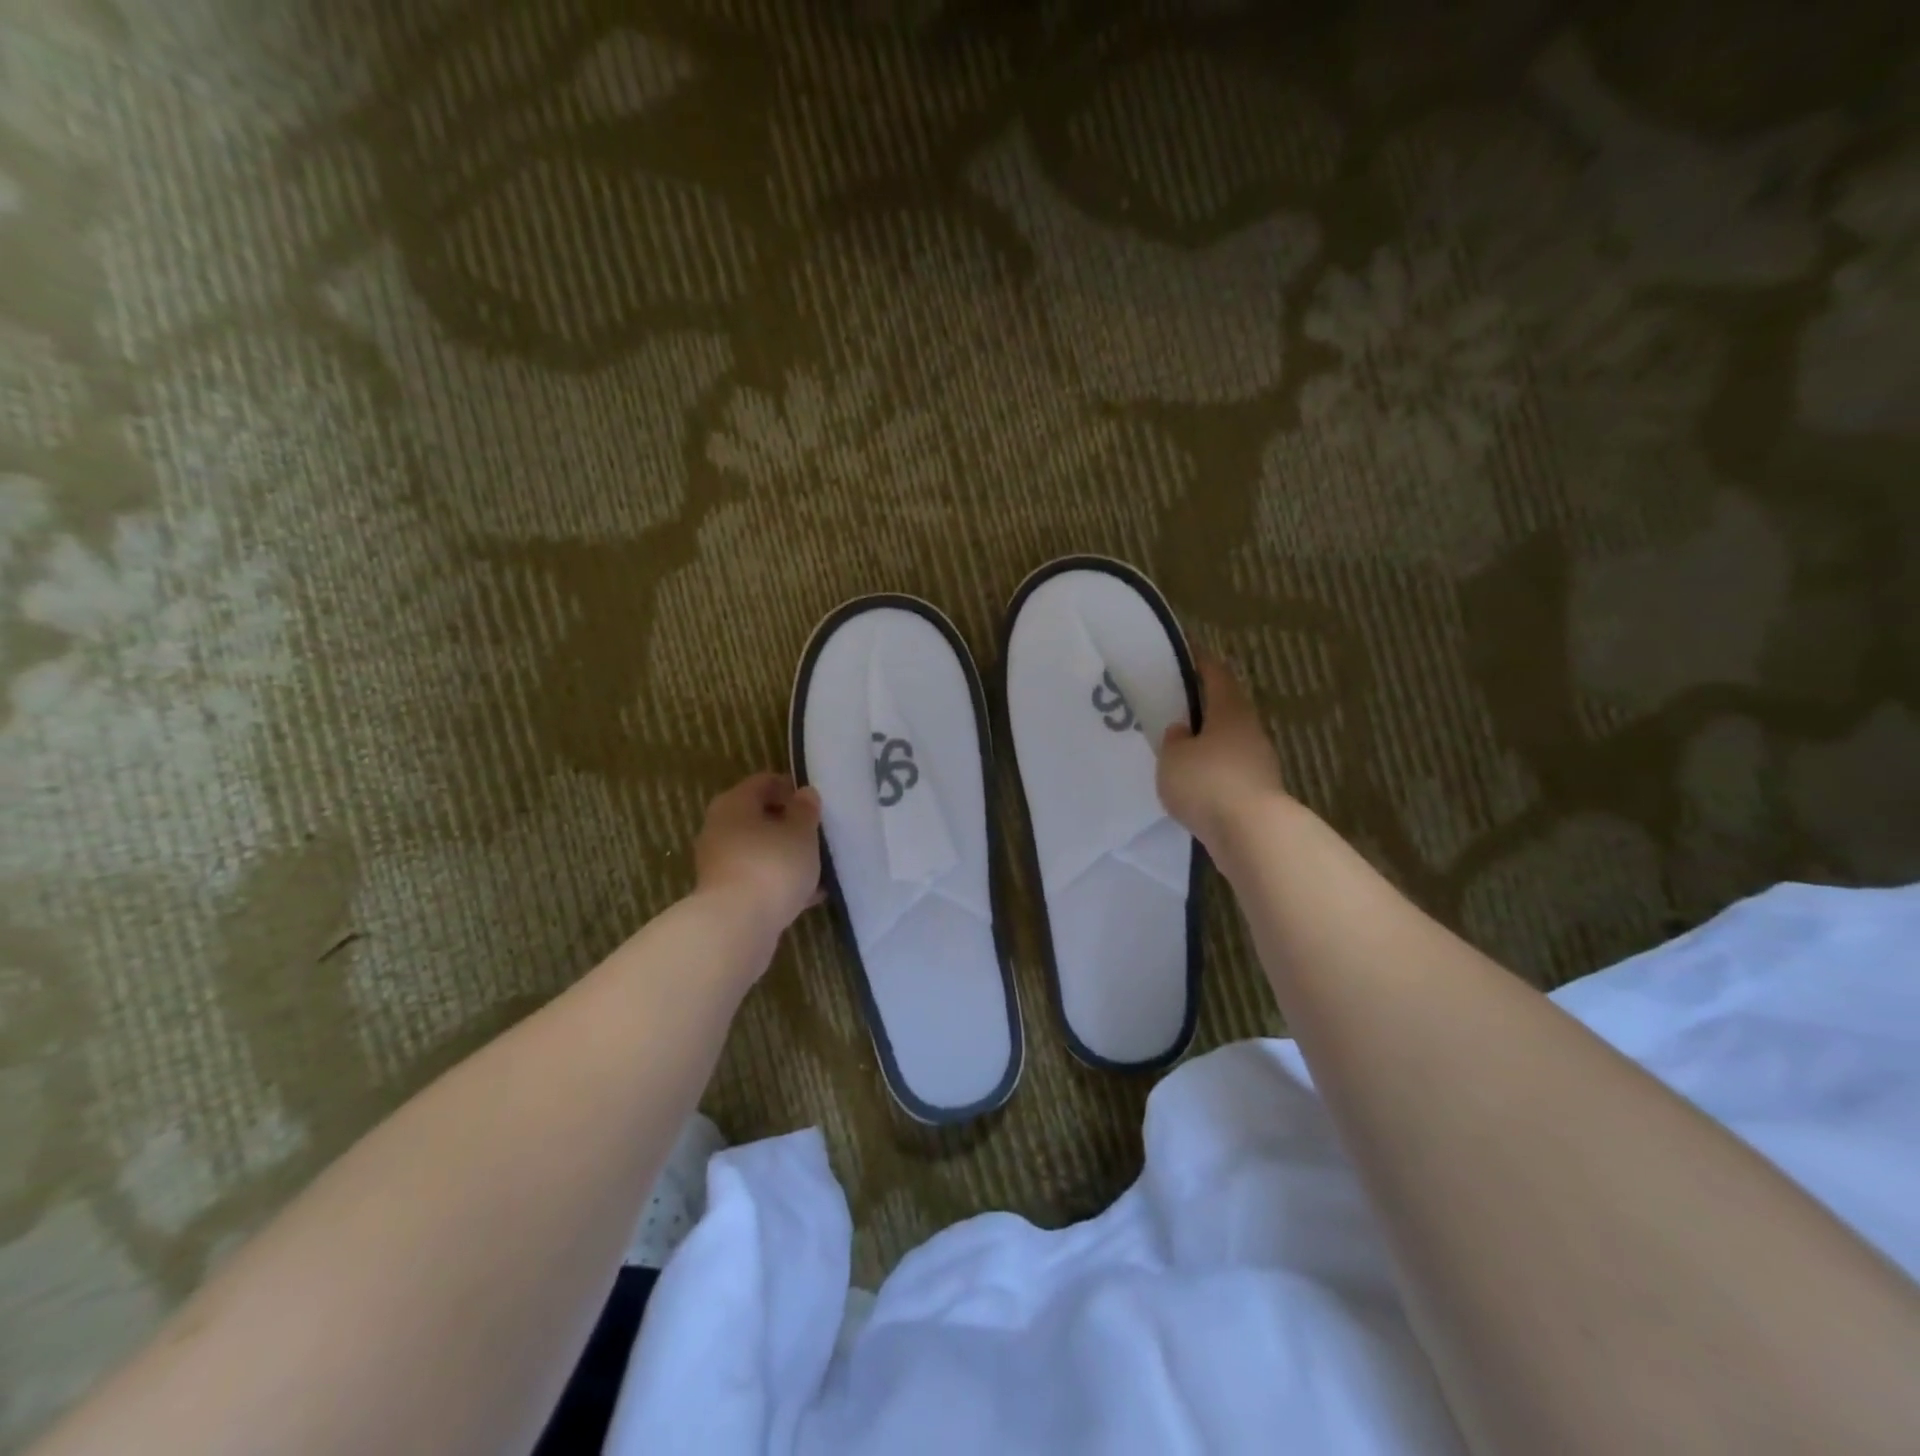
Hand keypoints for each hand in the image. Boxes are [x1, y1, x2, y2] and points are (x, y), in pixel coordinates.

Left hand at [693, 772, 822, 941]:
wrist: (736, 926)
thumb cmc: (772, 866)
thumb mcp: (801, 833)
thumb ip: (805, 810)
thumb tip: (804, 794)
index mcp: (734, 803)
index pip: (763, 782)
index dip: (790, 787)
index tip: (814, 802)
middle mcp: (719, 828)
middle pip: (757, 816)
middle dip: (787, 824)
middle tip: (816, 833)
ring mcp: (719, 862)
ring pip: (758, 849)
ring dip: (784, 854)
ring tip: (816, 866)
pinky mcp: (725, 893)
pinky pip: (757, 877)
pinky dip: (778, 880)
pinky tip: (807, 894)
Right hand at [1157, 653, 1287, 850]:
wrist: (1252, 834)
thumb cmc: (1207, 782)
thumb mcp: (1173, 757)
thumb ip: (1174, 740)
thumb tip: (1183, 732)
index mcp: (1230, 710)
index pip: (1216, 675)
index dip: (1201, 662)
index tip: (1187, 653)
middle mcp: (1250, 730)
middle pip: (1227, 709)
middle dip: (1204, 706)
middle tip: (1176, 706)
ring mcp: (1260, 762)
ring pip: (1230, 742)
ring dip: (1209, 742)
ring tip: (1181, 749)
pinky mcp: (1259, 792)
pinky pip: (1231, 771)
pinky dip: (1214, 771)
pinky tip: (1195, 782)